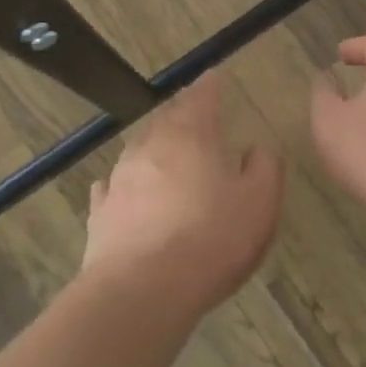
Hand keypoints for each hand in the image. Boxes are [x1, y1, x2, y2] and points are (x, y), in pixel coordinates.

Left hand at [81, 74, 283, 311]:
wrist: (145, 289)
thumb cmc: (213, 238)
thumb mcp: (260, 202)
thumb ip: (264, 167)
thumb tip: (256, 149)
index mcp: (191, 136)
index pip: (201, 97)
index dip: (210, 86)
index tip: (214, 77)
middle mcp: (150, 147)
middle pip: (166, 120)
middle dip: (182, 117)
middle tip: (195, 120)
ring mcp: (120, 179)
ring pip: (138, 151)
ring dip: (154, 150)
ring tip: (166, 156)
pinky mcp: (101, 213)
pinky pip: (113, 188)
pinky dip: (124, 185)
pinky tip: (124, 192)